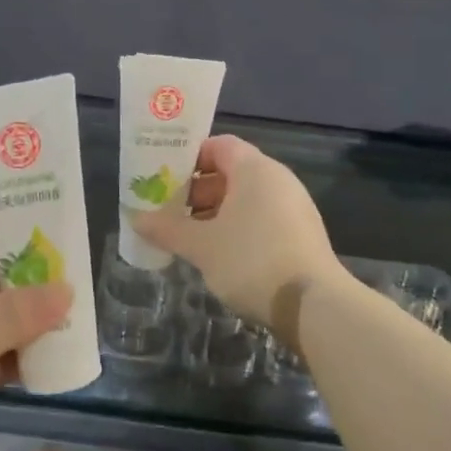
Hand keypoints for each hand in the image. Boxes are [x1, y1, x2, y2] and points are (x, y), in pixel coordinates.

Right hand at [130, 135, 341, 345]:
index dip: (189, 158)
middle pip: (231, 172)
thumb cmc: (251, 261)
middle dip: (197, 191)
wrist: (313, 305)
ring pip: (247, 199)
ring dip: (216, 213)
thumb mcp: (202, 246)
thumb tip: (136, 219)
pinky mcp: (302, 234)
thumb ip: (168, 229)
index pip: (219, 145)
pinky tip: (220, 255)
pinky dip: (238, 228)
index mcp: (255, 169)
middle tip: (169, 212)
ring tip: (189, 238)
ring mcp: (294, 207)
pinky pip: (262, 219)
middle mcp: (278, 180)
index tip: (164, 178)